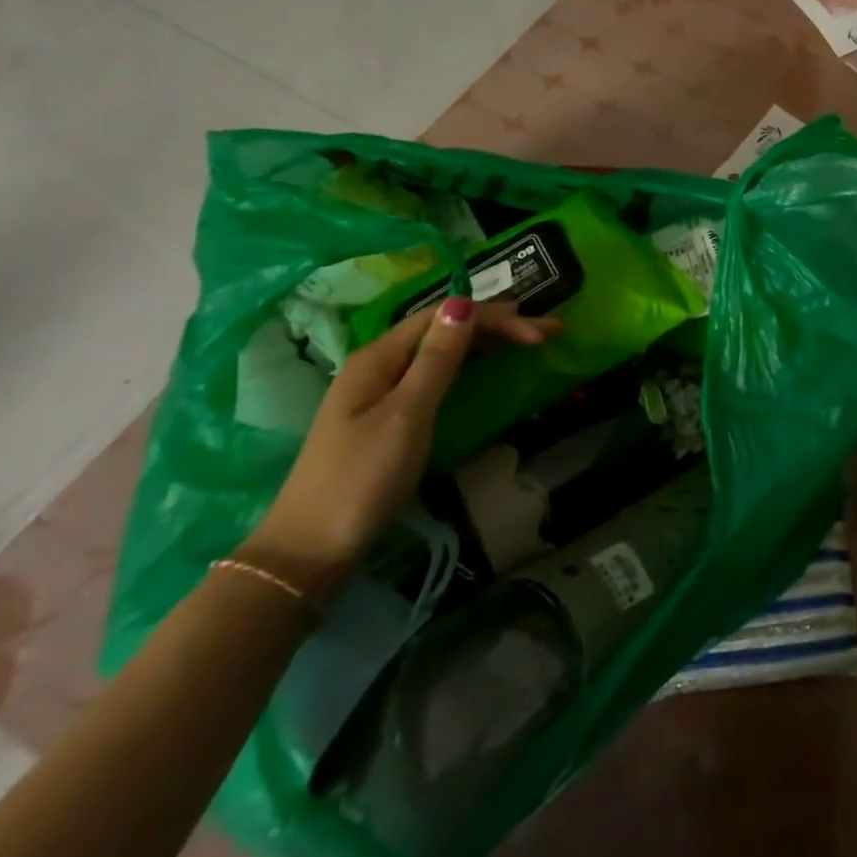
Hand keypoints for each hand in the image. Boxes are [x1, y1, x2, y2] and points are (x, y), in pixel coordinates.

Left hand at [243, 298, 560, 600]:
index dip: (495, 318)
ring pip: (441, 350)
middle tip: (548, 332)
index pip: (445, 315)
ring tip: (527, 342)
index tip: (540, 336)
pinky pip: (435, 374)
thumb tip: (463, 303)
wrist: (309, 553)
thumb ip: (437, 359)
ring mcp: (381, 391)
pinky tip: (485, 368)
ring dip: (486, 342)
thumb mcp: (406, 415)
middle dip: (498, 325)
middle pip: (443, 328)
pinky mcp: (387, 416)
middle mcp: (379, 364)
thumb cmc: (361, 480)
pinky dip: (468, 365)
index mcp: (378, 356)